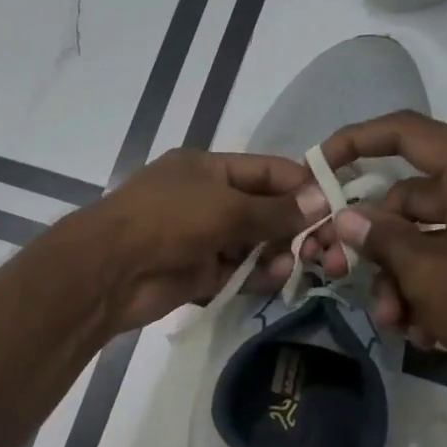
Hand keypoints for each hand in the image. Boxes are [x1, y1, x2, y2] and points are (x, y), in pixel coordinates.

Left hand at [76, 148, 309, 333]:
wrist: (110, 270)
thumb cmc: (167, 220)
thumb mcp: (225, 207)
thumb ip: (274, 209)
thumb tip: (322, 202)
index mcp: (206, 169)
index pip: (265, 171)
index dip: (300, 184)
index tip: (336, 203)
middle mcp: (205, 200)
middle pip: (262, 210)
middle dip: (293, 225)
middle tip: (326, 244)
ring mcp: (200, 239)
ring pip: (252, 245)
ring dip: (277, 253)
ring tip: (304, 262)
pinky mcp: (197, 274)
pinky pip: (237, 272)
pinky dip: (257, 275)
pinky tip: (277, 277)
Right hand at [300, 112, 446, 416]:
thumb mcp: (426, 275)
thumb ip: (380, 238)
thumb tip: (345, 216)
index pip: (408, 133)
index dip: (357, 140)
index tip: (318, 166)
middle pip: (409, 196)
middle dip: (375, 243)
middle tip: (340, 272)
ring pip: (424, 234)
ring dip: (398, 276)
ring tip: (392, 321)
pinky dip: (426, 287)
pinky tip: (420, 329)